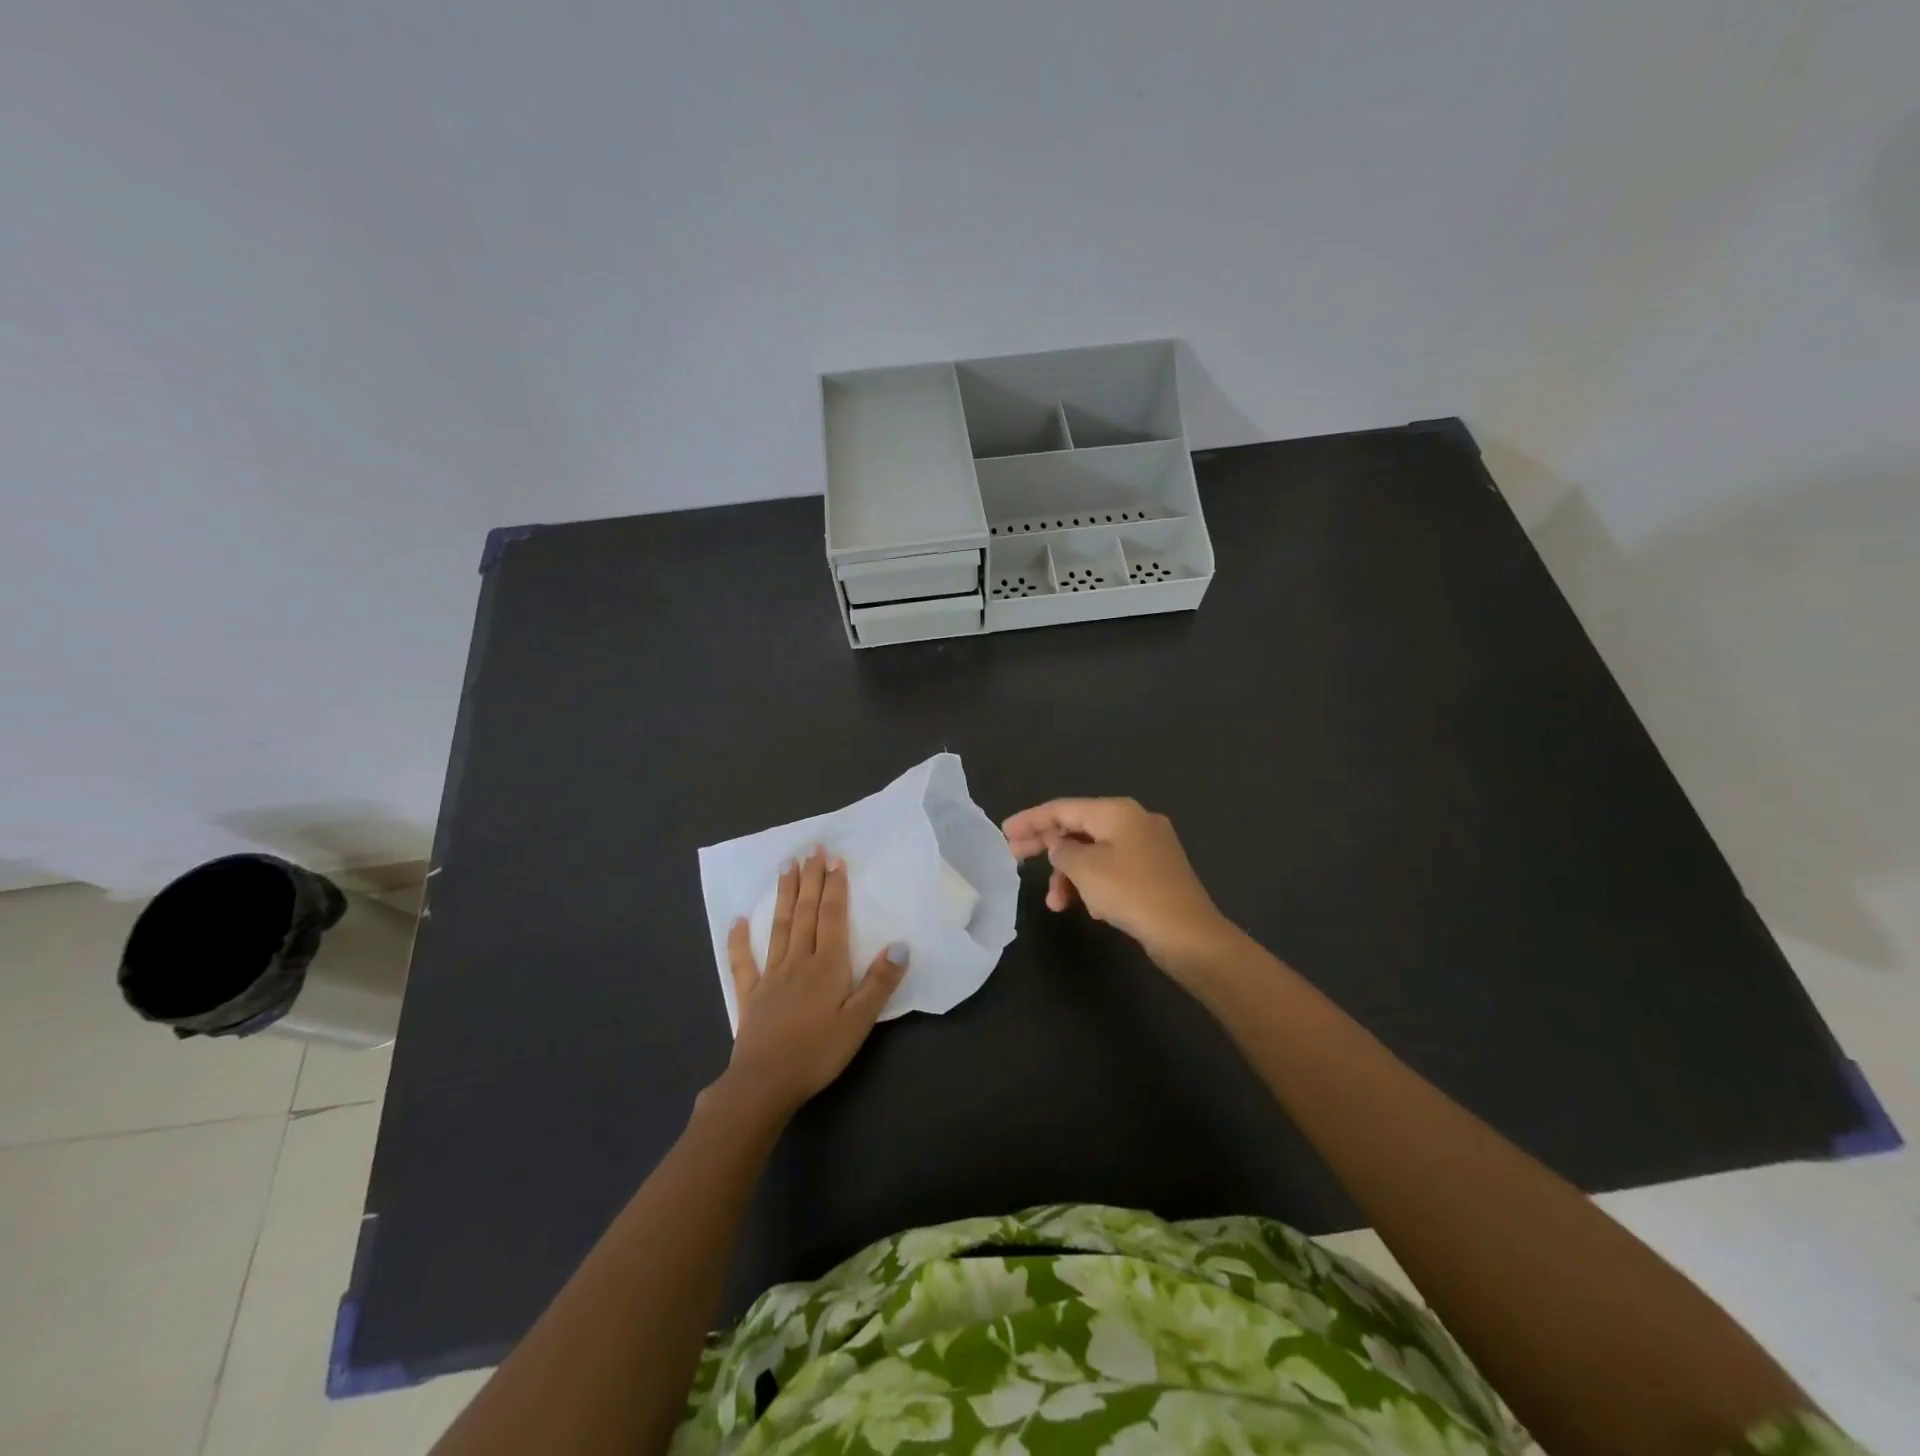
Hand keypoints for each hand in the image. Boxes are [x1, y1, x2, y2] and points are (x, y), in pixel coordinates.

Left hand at [720, 847, 906, 1117]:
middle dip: (810, 879)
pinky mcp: (750, 994)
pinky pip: (744, 962)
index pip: (832, 917)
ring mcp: (771, 975)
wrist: (765, 1083)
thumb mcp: (859, 1022)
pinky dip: (739, 940)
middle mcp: (798, 961)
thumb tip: (900, 944)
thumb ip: (879, 982)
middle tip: (812, 849)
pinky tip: (737, 920)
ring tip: (786, 866)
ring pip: (780, 927)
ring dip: (784, 895)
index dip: (834, 887)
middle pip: (805, 913)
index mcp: (827, 966)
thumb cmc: (818, 1053)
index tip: (835, 859)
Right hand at [1002, 797, 1238, 979]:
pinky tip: (1090, 908)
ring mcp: (1148, 846)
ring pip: (1095, 853)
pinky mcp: (1155, 872)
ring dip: (1071, 875)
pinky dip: (1094, 883)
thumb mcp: (1086, 870)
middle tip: (1015, 858)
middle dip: (1047, 846)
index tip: (1004, 833)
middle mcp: (1134, 821)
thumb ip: (1062, 851)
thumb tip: (1058, 844)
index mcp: (1118, 811)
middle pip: (1078, 828)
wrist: (1189, 935)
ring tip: (1057, 904)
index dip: (1031, 820)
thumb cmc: (1132, 893)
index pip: (1063, 808)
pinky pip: (1112, 869)